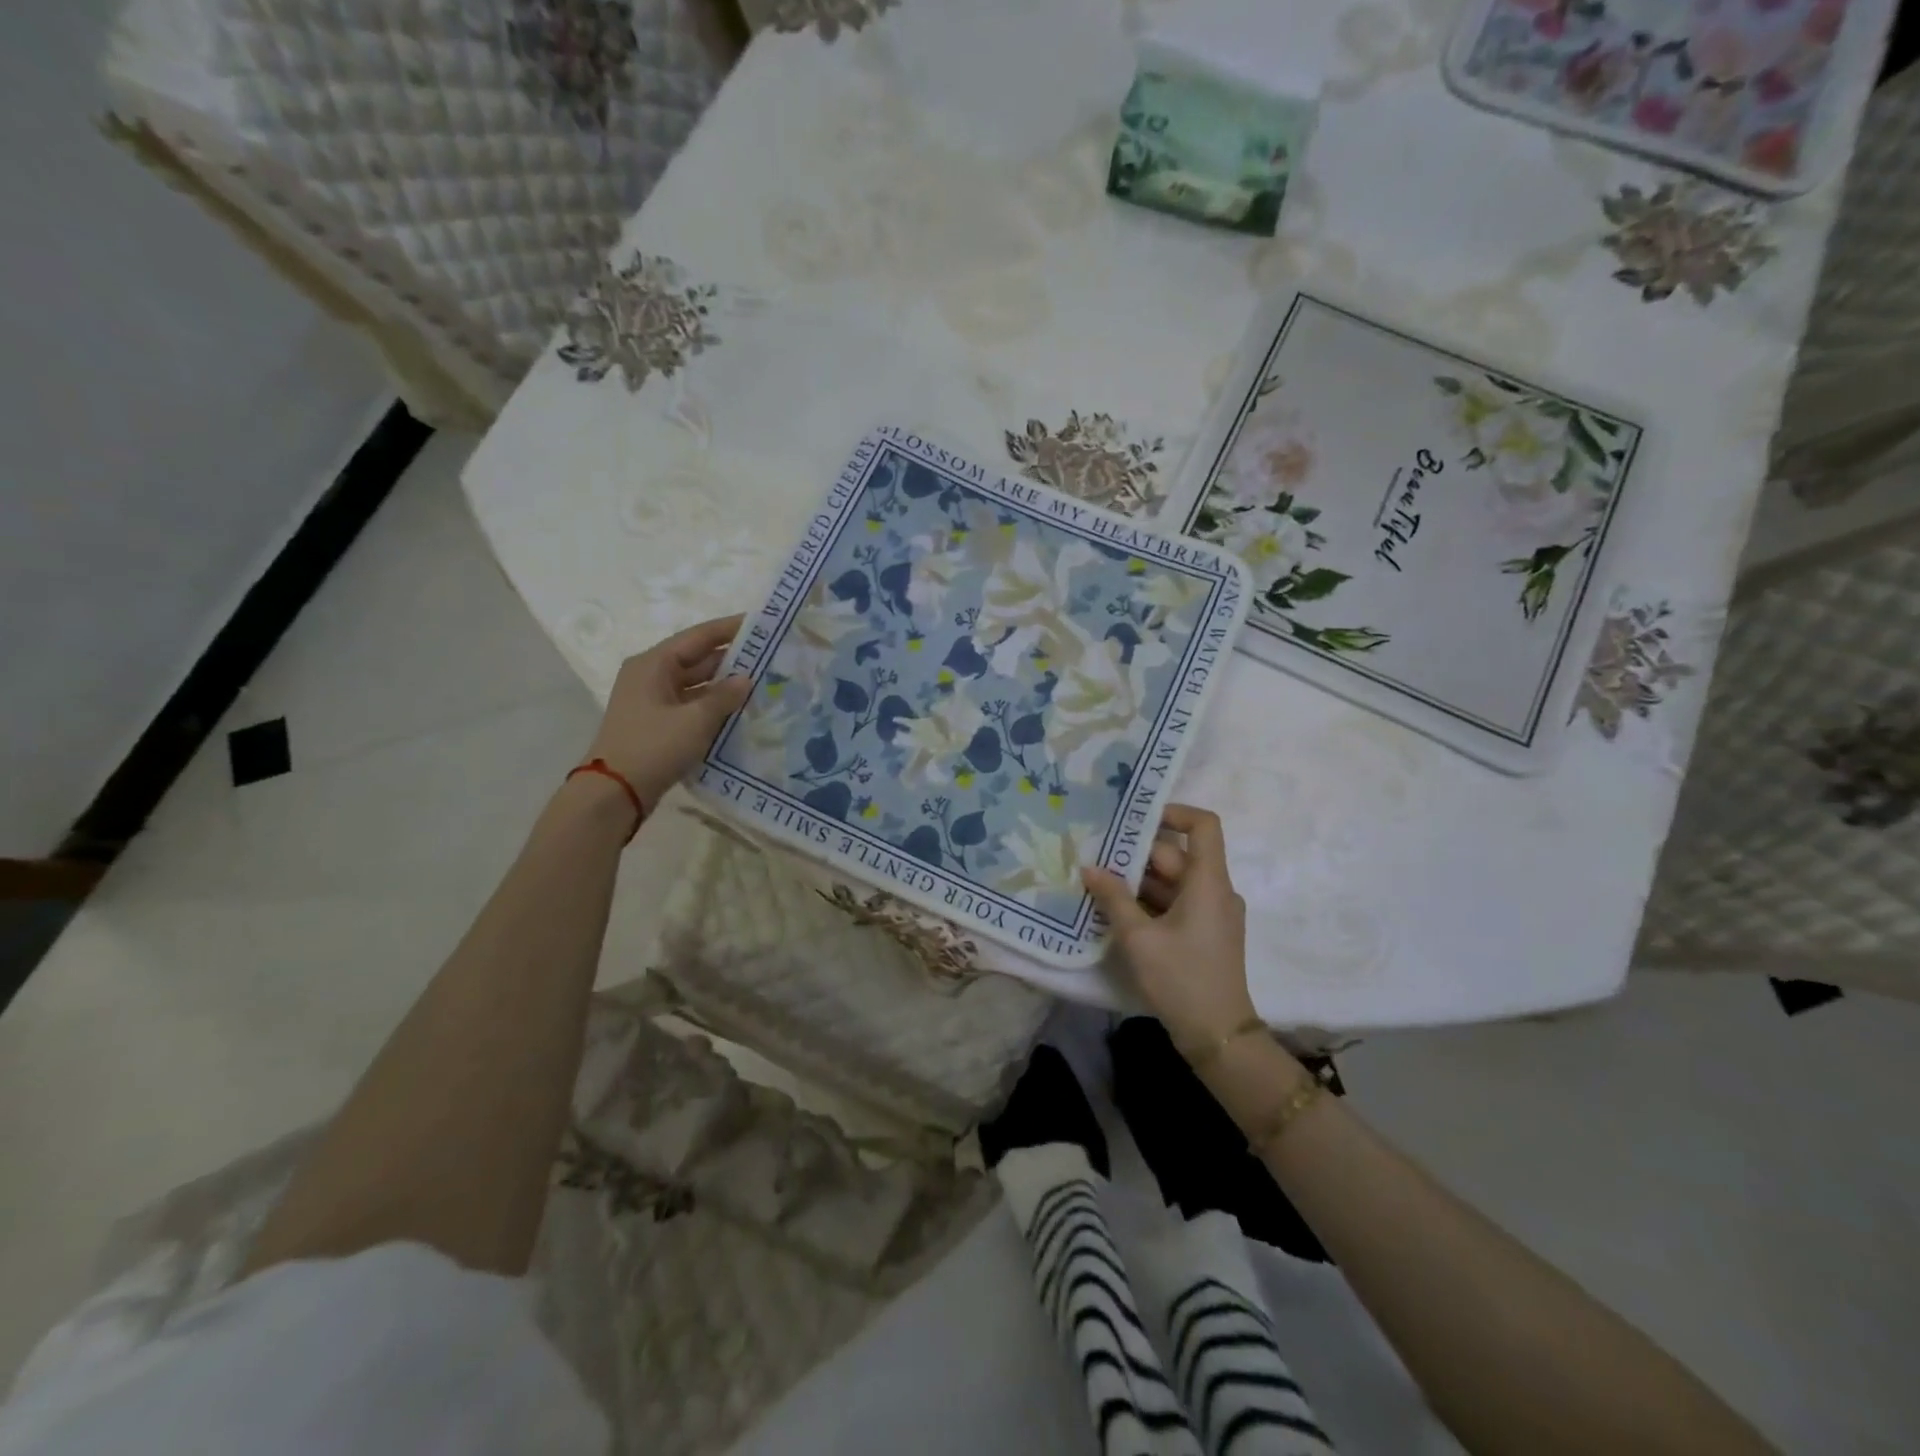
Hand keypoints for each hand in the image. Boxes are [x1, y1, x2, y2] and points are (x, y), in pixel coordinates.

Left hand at [585, 615, 752, 811]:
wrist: (615, 792)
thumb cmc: (654, 747)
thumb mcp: (696, 720)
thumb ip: (724, 696)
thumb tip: (746, 679)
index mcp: (653, 664)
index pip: (698, 637)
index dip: (730, 629)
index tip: (761, 623)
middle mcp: (650, 675)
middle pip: (697, 659)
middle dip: (731, 659)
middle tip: (770, 657)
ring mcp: (652, 701)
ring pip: (695, 684)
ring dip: (724, 685)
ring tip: (761, 683)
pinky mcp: (657, 723)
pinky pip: (691, 705)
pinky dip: (713, 705)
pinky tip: (739, 711)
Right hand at [1082, 804, 1257, 1054]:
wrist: (1218, 1036)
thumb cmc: (1181, 979)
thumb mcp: (1139, 938)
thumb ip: (1113, 898)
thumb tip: (1089, 867)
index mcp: (1208, 882)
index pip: (1203, 825)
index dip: (1173, 812)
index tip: (1134, 818)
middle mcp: (1215, 891)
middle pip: (1177, 855)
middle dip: (1136, 854)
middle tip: (1095, 853)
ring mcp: (1211, 913)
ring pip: (1172, 881)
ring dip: (1137, 880)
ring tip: (1096, 880)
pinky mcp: (1203, 933)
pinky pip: (1174, 903)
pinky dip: (1147, 901)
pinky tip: (1114, 909)